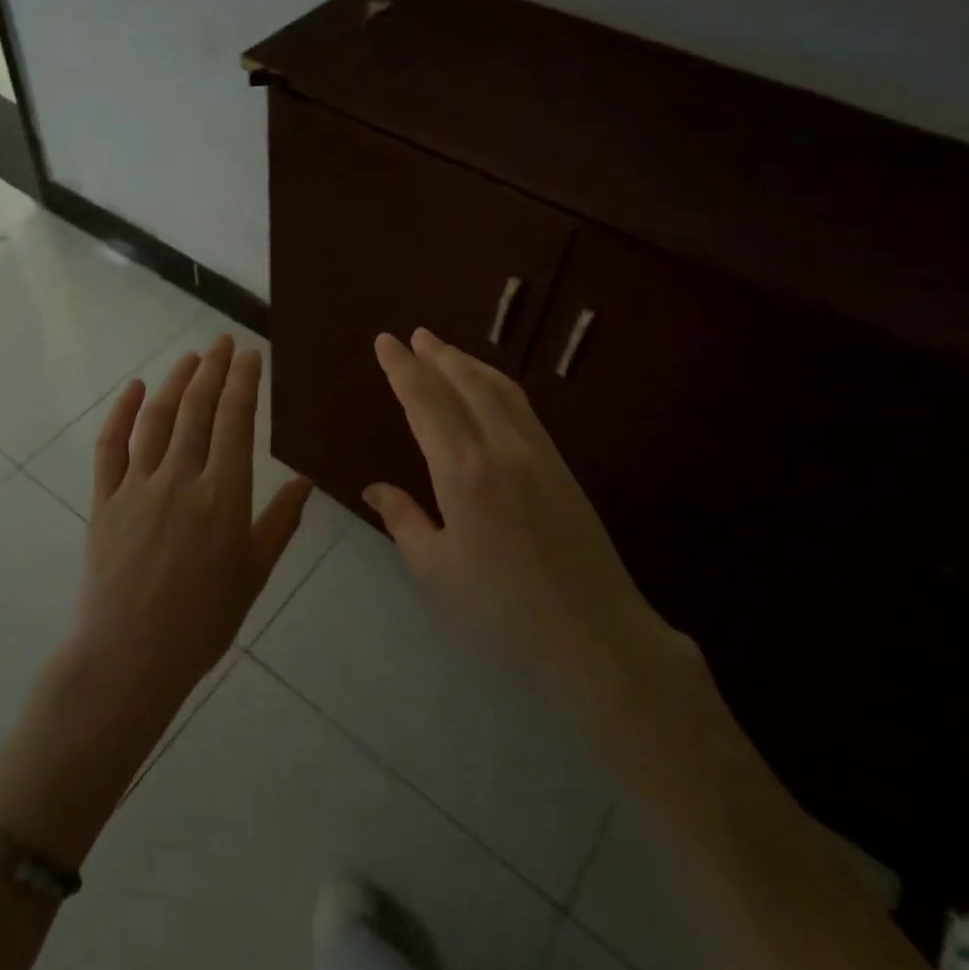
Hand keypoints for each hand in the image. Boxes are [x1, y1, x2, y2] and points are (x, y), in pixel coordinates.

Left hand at [72, 335, 313, 708]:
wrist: (131, 656)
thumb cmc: (203, 620)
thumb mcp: (255, 573)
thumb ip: (280, 521)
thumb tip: (305, 480)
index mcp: (224, 495)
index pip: (235, 421)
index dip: (243, 382)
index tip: (250, 354)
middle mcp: (181, 478)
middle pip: (197, 409)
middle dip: (213, 369)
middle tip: (222, 343)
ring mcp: (138, 486)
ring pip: (158, 419)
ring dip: (175, 381)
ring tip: (190, 357)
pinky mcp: (104, 500)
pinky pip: (111, 447)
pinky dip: (121, 413)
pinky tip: (133, 389)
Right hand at [364, 328, 679, 704]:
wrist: (594, 634)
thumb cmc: (501, 609)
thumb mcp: (435, 571)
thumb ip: (403, 519)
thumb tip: (374, 487)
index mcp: (463, 471)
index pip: (425, 402)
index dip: (402, 369)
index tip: (385, 341)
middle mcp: (501, 447)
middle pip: (464, 383)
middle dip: (436, 355)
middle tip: (414, 335)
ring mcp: (538, 453)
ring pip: (499, 389)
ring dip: (468, 363)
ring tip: (445, 351)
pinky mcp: (562, 465)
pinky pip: (523, 407)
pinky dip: (497, 385)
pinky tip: (489, 390)